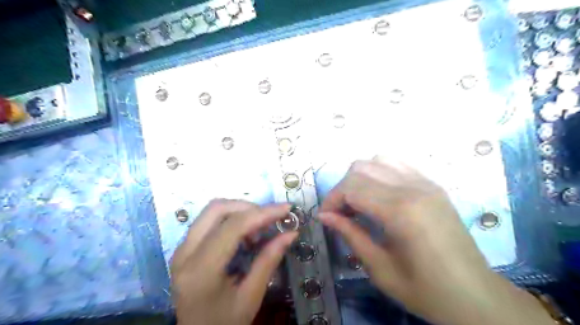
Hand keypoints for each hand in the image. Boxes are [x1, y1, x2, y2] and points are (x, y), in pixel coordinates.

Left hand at [170, 199, 296, 324]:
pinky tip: (244, 235)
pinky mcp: (184, 248)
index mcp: (201, 270)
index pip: (233, 227)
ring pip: (212, 210)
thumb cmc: (225, 323)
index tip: (286, 209)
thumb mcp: (251, 296)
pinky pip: (208, 220)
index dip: (262, 213)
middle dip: (249, 208)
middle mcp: (185, 253)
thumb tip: (291, 233)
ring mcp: (181, 249)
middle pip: (217, 209)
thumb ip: (269, 261)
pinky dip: (231, 219)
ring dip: (240, 212)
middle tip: (270, 221)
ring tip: (258, 230)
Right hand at [322, 158, 552, 322]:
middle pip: (361, 169)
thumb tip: (324, 216)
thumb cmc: (425, 290)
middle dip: (342, 188)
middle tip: (340, 212)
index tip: (325, 217)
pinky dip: (379, 172)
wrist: (475, 295)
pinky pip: (398, 164)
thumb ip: (350, 235)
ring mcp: (426, 183)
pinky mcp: (433, 185)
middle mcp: (413, 188)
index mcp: (401, 211)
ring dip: (360, 177)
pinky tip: (378, 192)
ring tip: (358, 201)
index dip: (332, 200)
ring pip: (378, 160)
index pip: (352, 188)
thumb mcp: (380, 268)